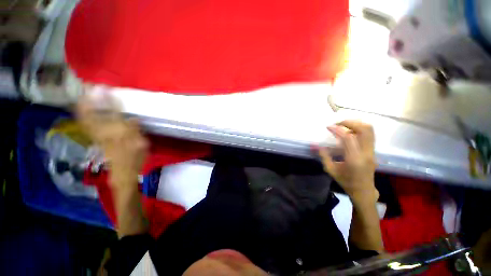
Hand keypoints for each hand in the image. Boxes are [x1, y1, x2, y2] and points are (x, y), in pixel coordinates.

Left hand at [76, 90, 147, 189]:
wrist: (122, 172)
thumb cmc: (135, 159)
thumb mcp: (142, 146)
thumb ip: (137, 132)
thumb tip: (134, 118)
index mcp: (120, 135)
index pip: (115, 115)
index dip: (110, 102)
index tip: (108, 90)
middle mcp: (106, 134)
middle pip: (96, 115)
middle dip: (92, 101)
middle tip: (90, 88)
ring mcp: (98, 137)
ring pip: (88, 120)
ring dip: (85, 107)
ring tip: (83, 94)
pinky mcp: (96, 139)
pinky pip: (86, 126)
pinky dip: (83, 117)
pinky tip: (82, 109)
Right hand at [317, 120, 377, 200]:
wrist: (363, 191)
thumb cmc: (346, 182)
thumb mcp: (331, 170)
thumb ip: (323, 156)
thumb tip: (314, 145)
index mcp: (354, 159)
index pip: (348, 138)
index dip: (338, 129)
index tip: (328, 127)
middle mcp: (366, 153)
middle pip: (365, 130)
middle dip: (350, 122)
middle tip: (338, 123)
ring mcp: (372, 151)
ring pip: (369, 130)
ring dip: (356, 124)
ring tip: (343, 126)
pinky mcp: (373, 151)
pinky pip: (369, 135)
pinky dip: (359, 129)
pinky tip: (349, 133)